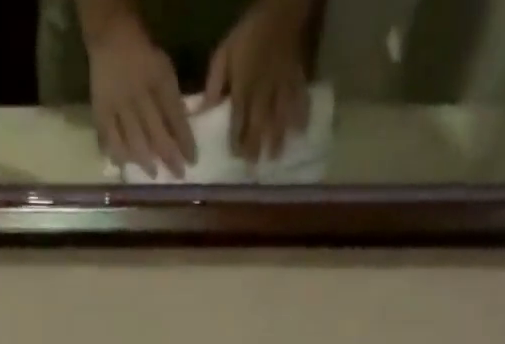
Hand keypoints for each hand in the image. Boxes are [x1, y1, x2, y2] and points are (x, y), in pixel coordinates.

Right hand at [87, 13, 194, 177]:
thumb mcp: (164, 70)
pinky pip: (109, 138)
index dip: (185, 140)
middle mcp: (139, 95)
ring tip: (153, 174)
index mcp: (159, 80)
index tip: (192, 161)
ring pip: (133, 140)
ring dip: (145, 160)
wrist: (112, 38)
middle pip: (156, 132)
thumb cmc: (144, 59)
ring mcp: (118, 105)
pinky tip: (124, 167)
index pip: (176, 116)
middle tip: (178, 174)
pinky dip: (117, 154)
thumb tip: (181, 133)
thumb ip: (172, 100)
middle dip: (169, 156)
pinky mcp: (101, 111)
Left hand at [204, 0, 312, 160]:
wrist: (280, 9)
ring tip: (276, 157)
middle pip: (259, 123)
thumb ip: (214, 84)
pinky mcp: (296, 79)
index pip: (238, 119)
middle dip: (256, 146)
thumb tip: (202, 112)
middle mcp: (263, 91)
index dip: (237, 139)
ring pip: (280, 116)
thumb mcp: (224, 54)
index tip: (235, 157)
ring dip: (278, 138)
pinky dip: (301, 116)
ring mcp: (282, 85)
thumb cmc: (248, 34)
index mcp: (244, 86)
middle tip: (254, 167)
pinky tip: (300, 133)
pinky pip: (300, 100)